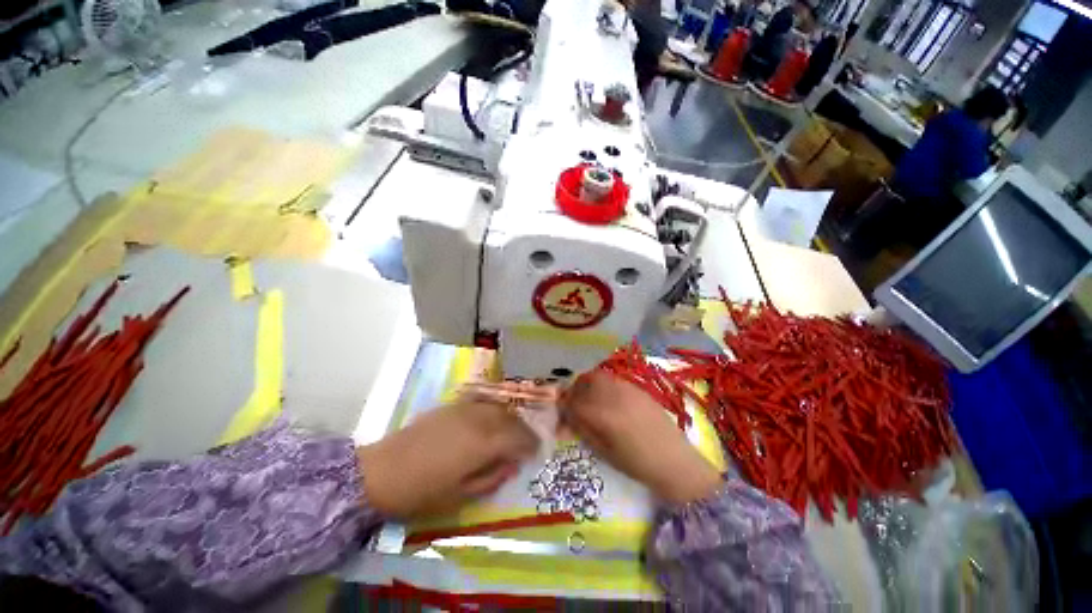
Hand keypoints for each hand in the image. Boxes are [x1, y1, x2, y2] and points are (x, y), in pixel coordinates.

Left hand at [357, 401, 538, 519]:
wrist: (381, 472)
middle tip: (527, 442)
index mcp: (482, 443)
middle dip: (522, 430)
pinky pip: (480, 403)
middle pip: (510, 419)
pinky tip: (491, 419)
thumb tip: (512, 464)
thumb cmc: (422, 492)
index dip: (530, 443)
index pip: (517, 438)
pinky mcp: (451, 406)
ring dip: (509, 418)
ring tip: (511, 431)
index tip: (536, 451)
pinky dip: (493, 410)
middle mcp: (478, 420)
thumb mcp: (460, 495)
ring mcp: (464, 409)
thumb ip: (491, 477)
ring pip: (497, 407)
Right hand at [559, 371, 720, 504]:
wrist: (674, 460)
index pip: (573, 402)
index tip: (561, 411)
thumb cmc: (637, 463)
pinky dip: (604, 384)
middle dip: (574, 390)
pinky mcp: (637, 388)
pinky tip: (607, 398)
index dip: (563, 405)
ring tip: (589, 398)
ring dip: (588, 384)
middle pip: (584, 381)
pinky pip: (613, 379)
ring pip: (599, 376)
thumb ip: (583, 430)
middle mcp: (612, 396)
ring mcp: (626, 388)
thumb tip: (565, 418)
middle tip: (573, 402)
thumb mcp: (604, 451)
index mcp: (602, 415)